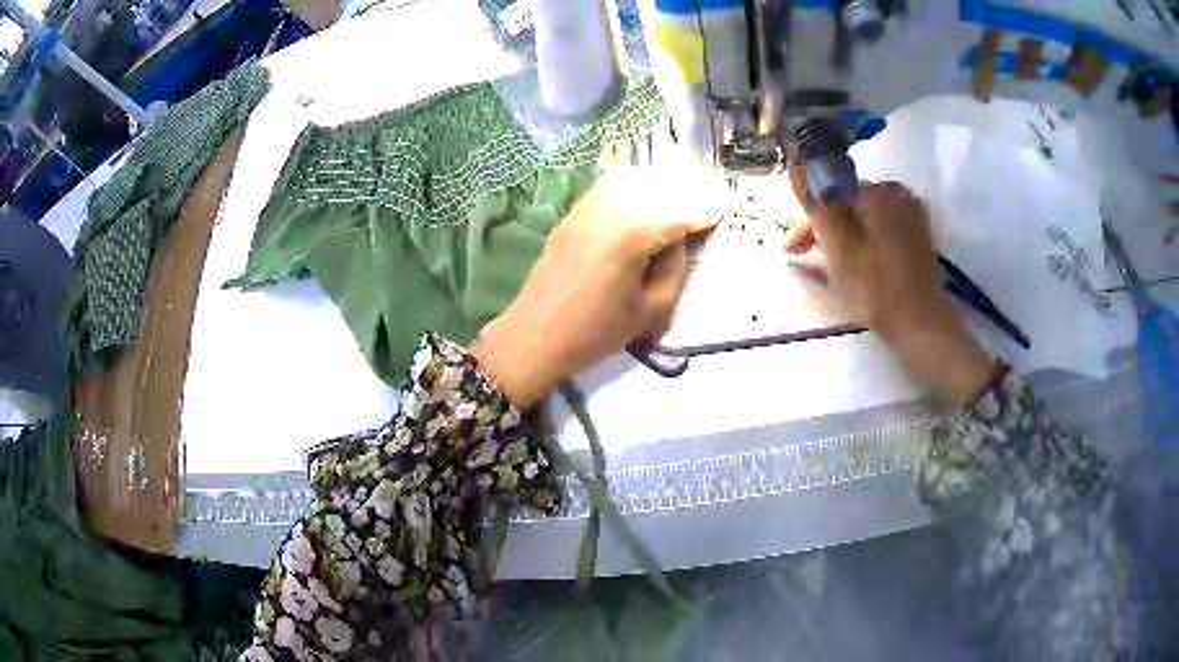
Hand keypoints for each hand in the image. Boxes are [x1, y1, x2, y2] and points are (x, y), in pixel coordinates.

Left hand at [473, 167, 722, 408]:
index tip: (720, 213)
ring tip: (671, 207)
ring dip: (656, 187)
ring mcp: (586, 208)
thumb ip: (674, 269)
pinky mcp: (572, 214)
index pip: (677, 212)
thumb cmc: (595, 332)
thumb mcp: (650, 310)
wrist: (534, 336)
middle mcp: (609, 209)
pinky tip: (640, 207)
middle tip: (700, 210)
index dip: (702, 212)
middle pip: (655, 186)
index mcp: (631, 234)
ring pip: (630, 179)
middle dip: (683, 194)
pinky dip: (631, 188)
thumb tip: (680, 242)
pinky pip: (607, 187)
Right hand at [785, 167, 996, 403]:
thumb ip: (816, 203)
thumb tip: (794, 162)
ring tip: (828, 267)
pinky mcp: (918, 236)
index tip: (793, 248)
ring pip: (864, 217)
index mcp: (878, 191)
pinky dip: (864, 241)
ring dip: (843, 236)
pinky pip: (882, 229)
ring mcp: (911, 215)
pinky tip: (856, 264)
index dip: (809, 219)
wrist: (922, 326)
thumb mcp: (838, 247)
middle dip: (825, 227)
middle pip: (849, 203)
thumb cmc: (876, 290)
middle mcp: (897, 194)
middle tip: (804, 259)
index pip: (831, 191)